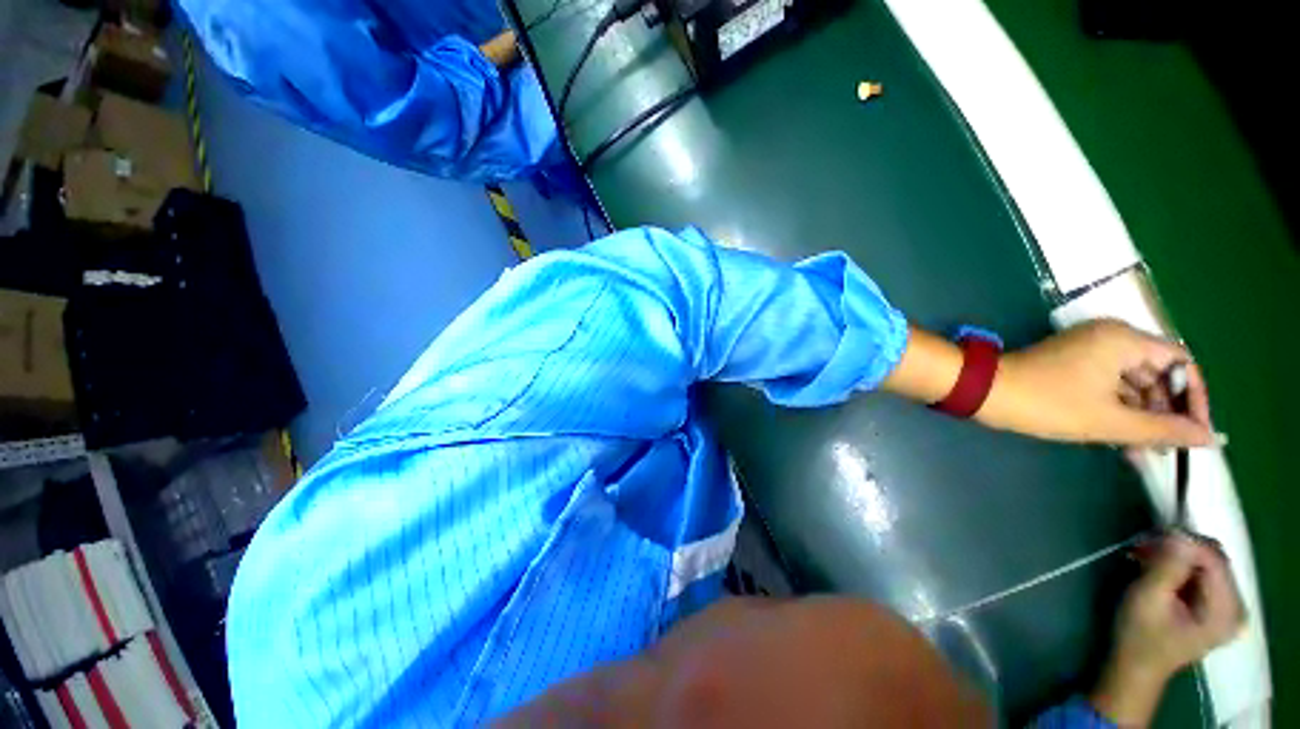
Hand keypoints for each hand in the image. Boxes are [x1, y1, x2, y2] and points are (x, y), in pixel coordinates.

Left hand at [979, 319, 1213, 446]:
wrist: (983, 391)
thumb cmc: (1047, 403)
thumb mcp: (1110, 421)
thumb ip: (1163, 429)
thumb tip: (1208, 438)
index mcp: (1124, 339)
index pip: (1180, 362)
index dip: (1194, 398)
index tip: (1196, 432)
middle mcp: (1110, 337)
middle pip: (1157, 373)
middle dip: (1165, 412)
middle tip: (1167, 449)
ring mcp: (1089, 350)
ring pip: (1132, 383)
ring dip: (1142, 416)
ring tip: (1145, 455)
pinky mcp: (1072, 364)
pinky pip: (1109, 385)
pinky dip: (1119, 410)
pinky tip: (1124, 443)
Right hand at [1091, 534, 1243, 725]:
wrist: (1137, 667)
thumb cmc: (1139, 635)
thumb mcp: (1147, 599)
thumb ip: (1167, 567)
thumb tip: (1178, 533)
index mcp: (1224, 611)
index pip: (1214, 559)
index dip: (1185, 543)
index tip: (1150, 537)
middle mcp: (1235, 606)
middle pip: (1215, 559)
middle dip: (1180, 547)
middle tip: (1144, 546)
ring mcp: (1229, 607)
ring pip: (1209, 562)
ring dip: (1178, 554)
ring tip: (1146, 556)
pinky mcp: (1217, 606)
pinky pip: (1205, 573)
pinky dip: (1180, 565)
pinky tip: (1158, 568)